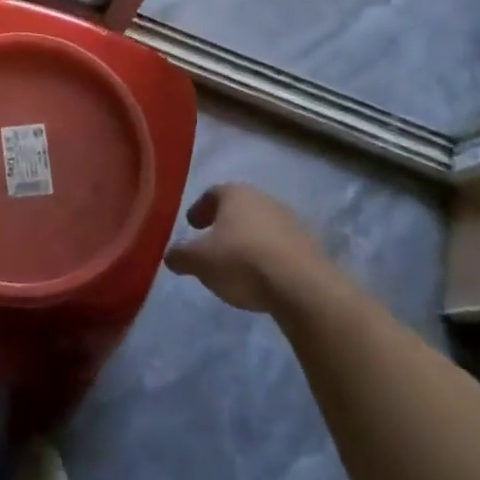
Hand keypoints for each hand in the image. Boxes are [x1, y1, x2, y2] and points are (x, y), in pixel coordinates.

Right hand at [164, 183, 330, 314]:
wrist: (301, 285)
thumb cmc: (241, 261)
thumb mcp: (199, 261)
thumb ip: (181, 255)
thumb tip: (170, 255)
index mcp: (236, 194)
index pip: (213, 193)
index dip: (200, 208)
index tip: (192, 224)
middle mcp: (264, 199)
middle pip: (239, 207)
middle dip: (224, 223)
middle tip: (212, 242)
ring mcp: (290, 220)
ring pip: (261, 225)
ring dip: (248, 239)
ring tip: (237, 262)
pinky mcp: (309, 245)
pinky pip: (280, 245)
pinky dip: (267, 254)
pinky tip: (261, 274)